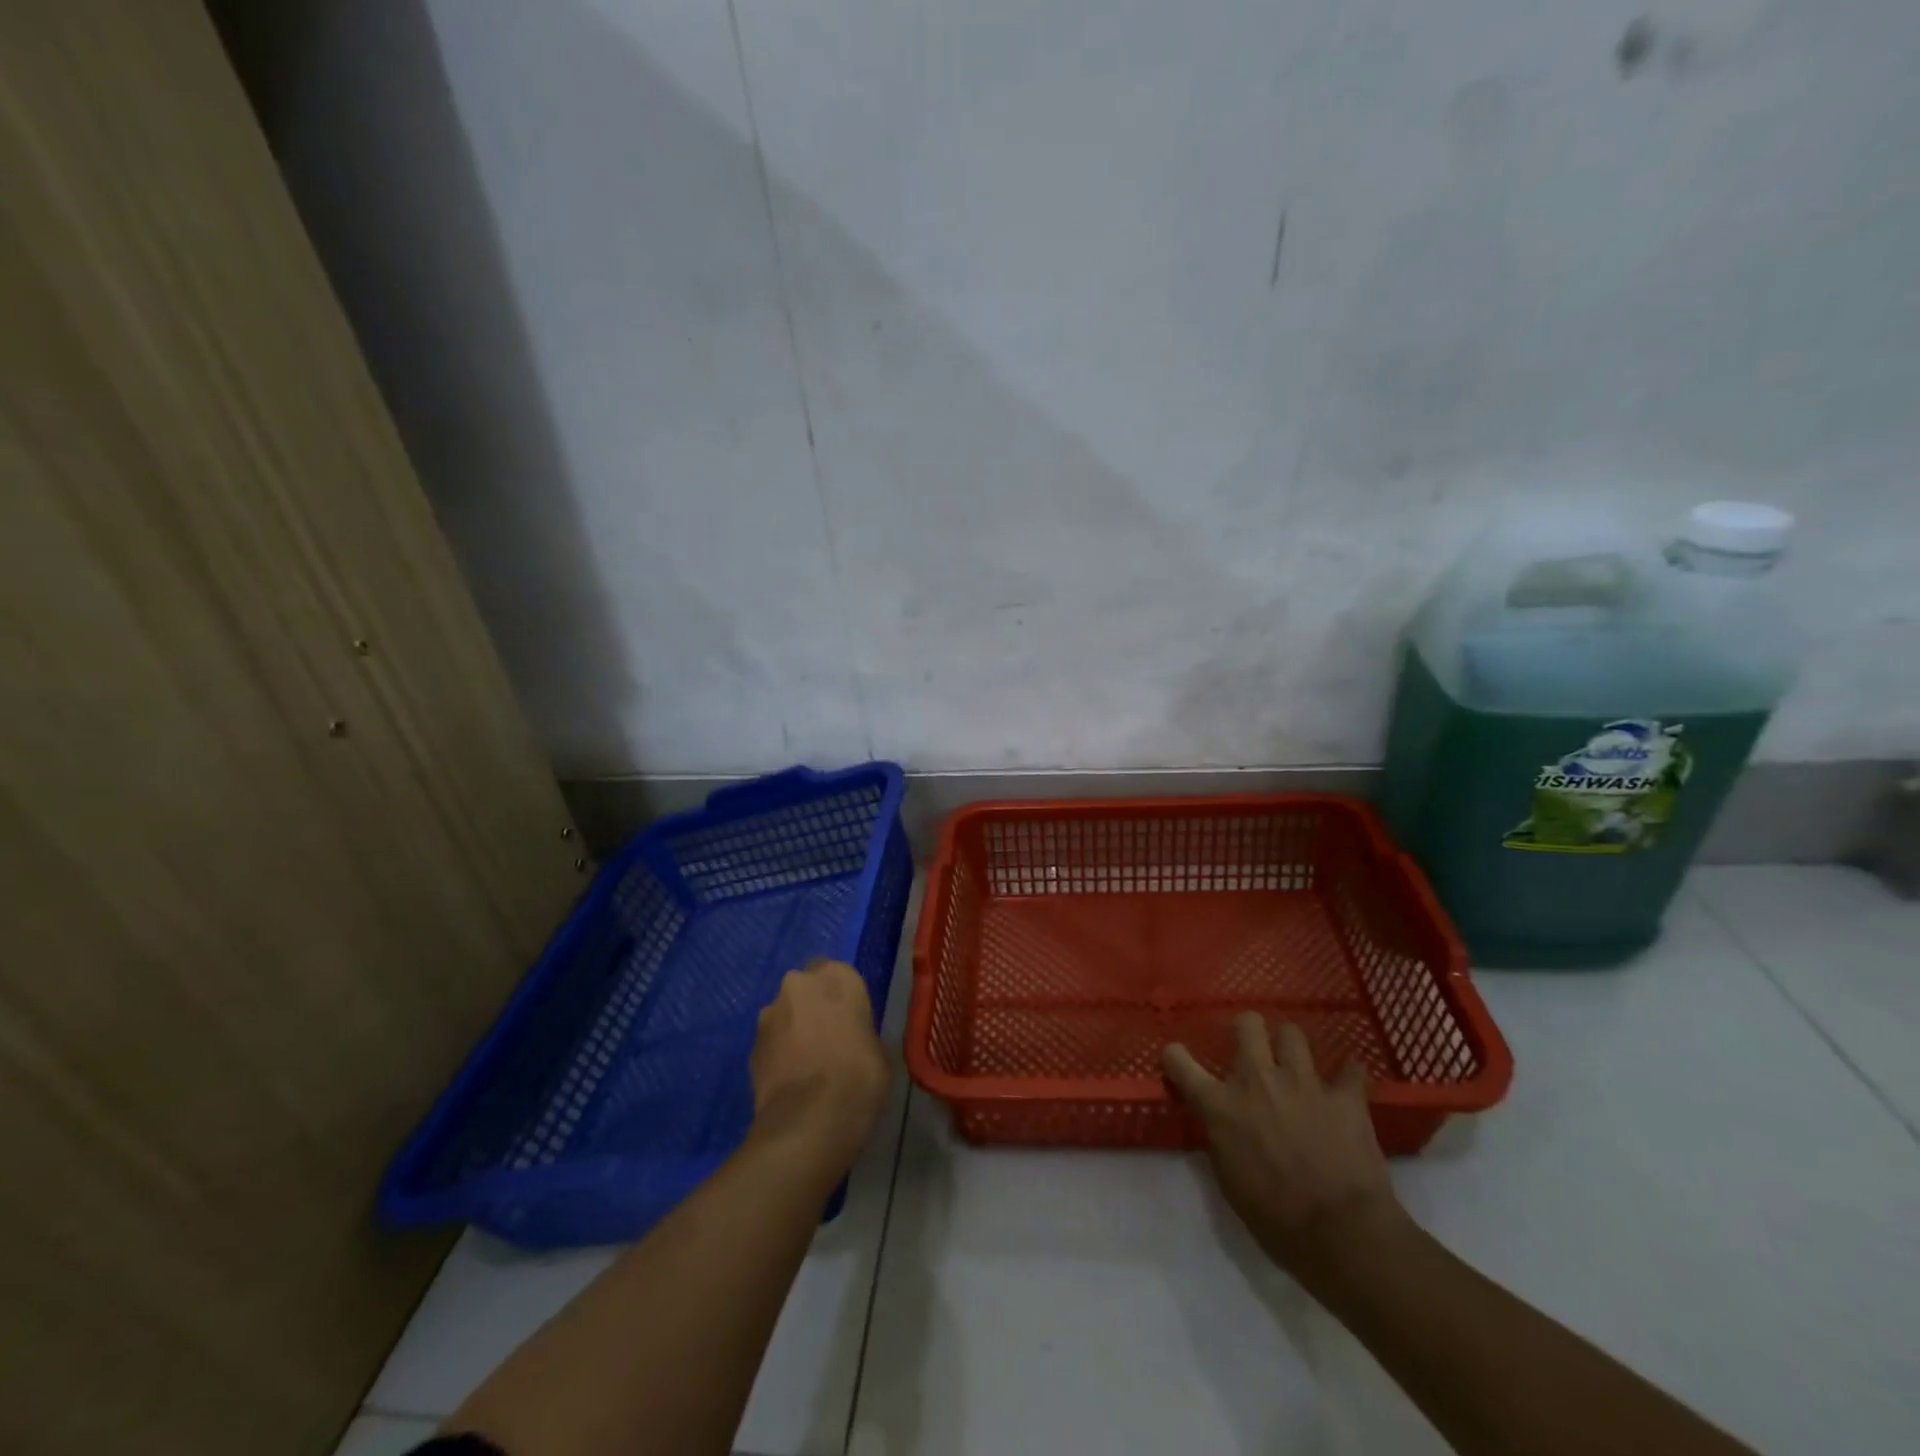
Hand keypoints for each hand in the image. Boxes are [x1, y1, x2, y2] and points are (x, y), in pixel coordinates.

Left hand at [749, 959, 890, 1171]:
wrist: (809, 1121)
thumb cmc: (859, 1077)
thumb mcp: (878, 1049)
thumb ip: (860, 1031)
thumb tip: (850, 1039)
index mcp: (836, 976)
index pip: (838, 974)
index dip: (842, 998)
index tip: (850, 1021)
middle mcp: (798, 984)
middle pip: (806, 989)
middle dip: (813, 1007)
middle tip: (828, 1039)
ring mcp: (769, 1014)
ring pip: (784, 1015)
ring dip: (793, 1030)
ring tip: (807, 1065)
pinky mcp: (751, 1046)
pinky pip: (771, 1043)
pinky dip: (779, 1054)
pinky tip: (792, 1081)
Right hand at [1163, 1013, 1408, 1281]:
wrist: (1341, 1234)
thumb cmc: (1276, 1219)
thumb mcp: (1229, 1182)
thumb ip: (1221, 1141)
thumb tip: (1222, 1126)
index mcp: (1221, 1105)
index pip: (1179, 1061)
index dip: (1175, 1057)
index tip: (1178, 1060)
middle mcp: (1257, 1080)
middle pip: (1247, 1024)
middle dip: (1248, 1030)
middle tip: (1253, 1049)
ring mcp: (1303, 1082)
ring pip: (1292, 1033)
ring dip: (1292, 1048)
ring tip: (1297, 1065)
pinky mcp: (1345, 1097)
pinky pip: (1350, 1070)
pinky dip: (1348, 1076)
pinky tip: (1347, 1086)